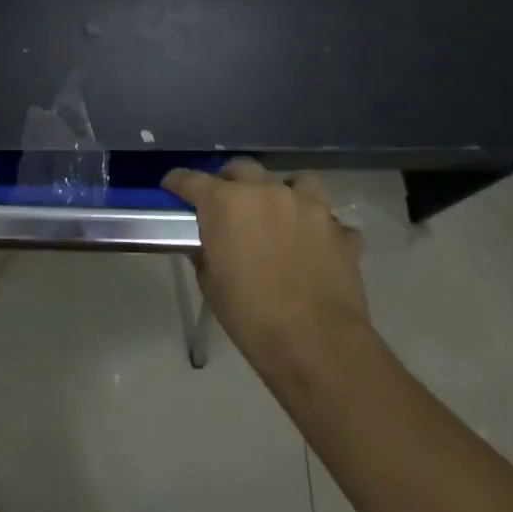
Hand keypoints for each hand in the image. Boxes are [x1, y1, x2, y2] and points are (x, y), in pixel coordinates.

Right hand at [163, 158, 369, 376]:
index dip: (177, 183)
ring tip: (281, 214)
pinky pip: (329, 220)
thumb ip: (205, 251)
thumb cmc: (250, 314)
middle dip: (230, 181)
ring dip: (284, 193)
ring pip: (296, 182)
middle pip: (243, 168)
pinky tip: (315, 247)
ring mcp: (309, 207)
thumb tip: (207, 243)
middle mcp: (267, 192)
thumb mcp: (210, 283)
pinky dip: (319, 229)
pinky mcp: (340, 230)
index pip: (191, 179)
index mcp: (226, 203)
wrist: (315, 343)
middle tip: (226, 204)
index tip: (171, 188)